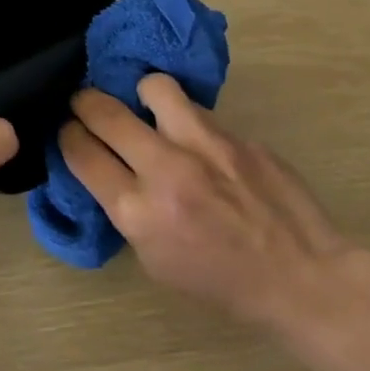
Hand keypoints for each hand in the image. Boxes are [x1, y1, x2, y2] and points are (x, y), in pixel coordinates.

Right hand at [60, 75, 369, 346]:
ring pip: (154, 87)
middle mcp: (166, 170)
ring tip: (146, 107)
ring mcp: (207, 147)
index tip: (68, 131)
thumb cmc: (220, 283)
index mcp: (138, 211)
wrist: (303, 281)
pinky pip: (200, 113)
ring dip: (140, 94)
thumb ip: (126, 210)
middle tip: (85, 104)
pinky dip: (188, 122)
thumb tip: (106, 170)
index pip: (80, 152)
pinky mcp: (240, 137)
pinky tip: (200, 143)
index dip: (66, 136)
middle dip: (84, 103)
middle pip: (103, 111)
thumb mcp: (154, 260)